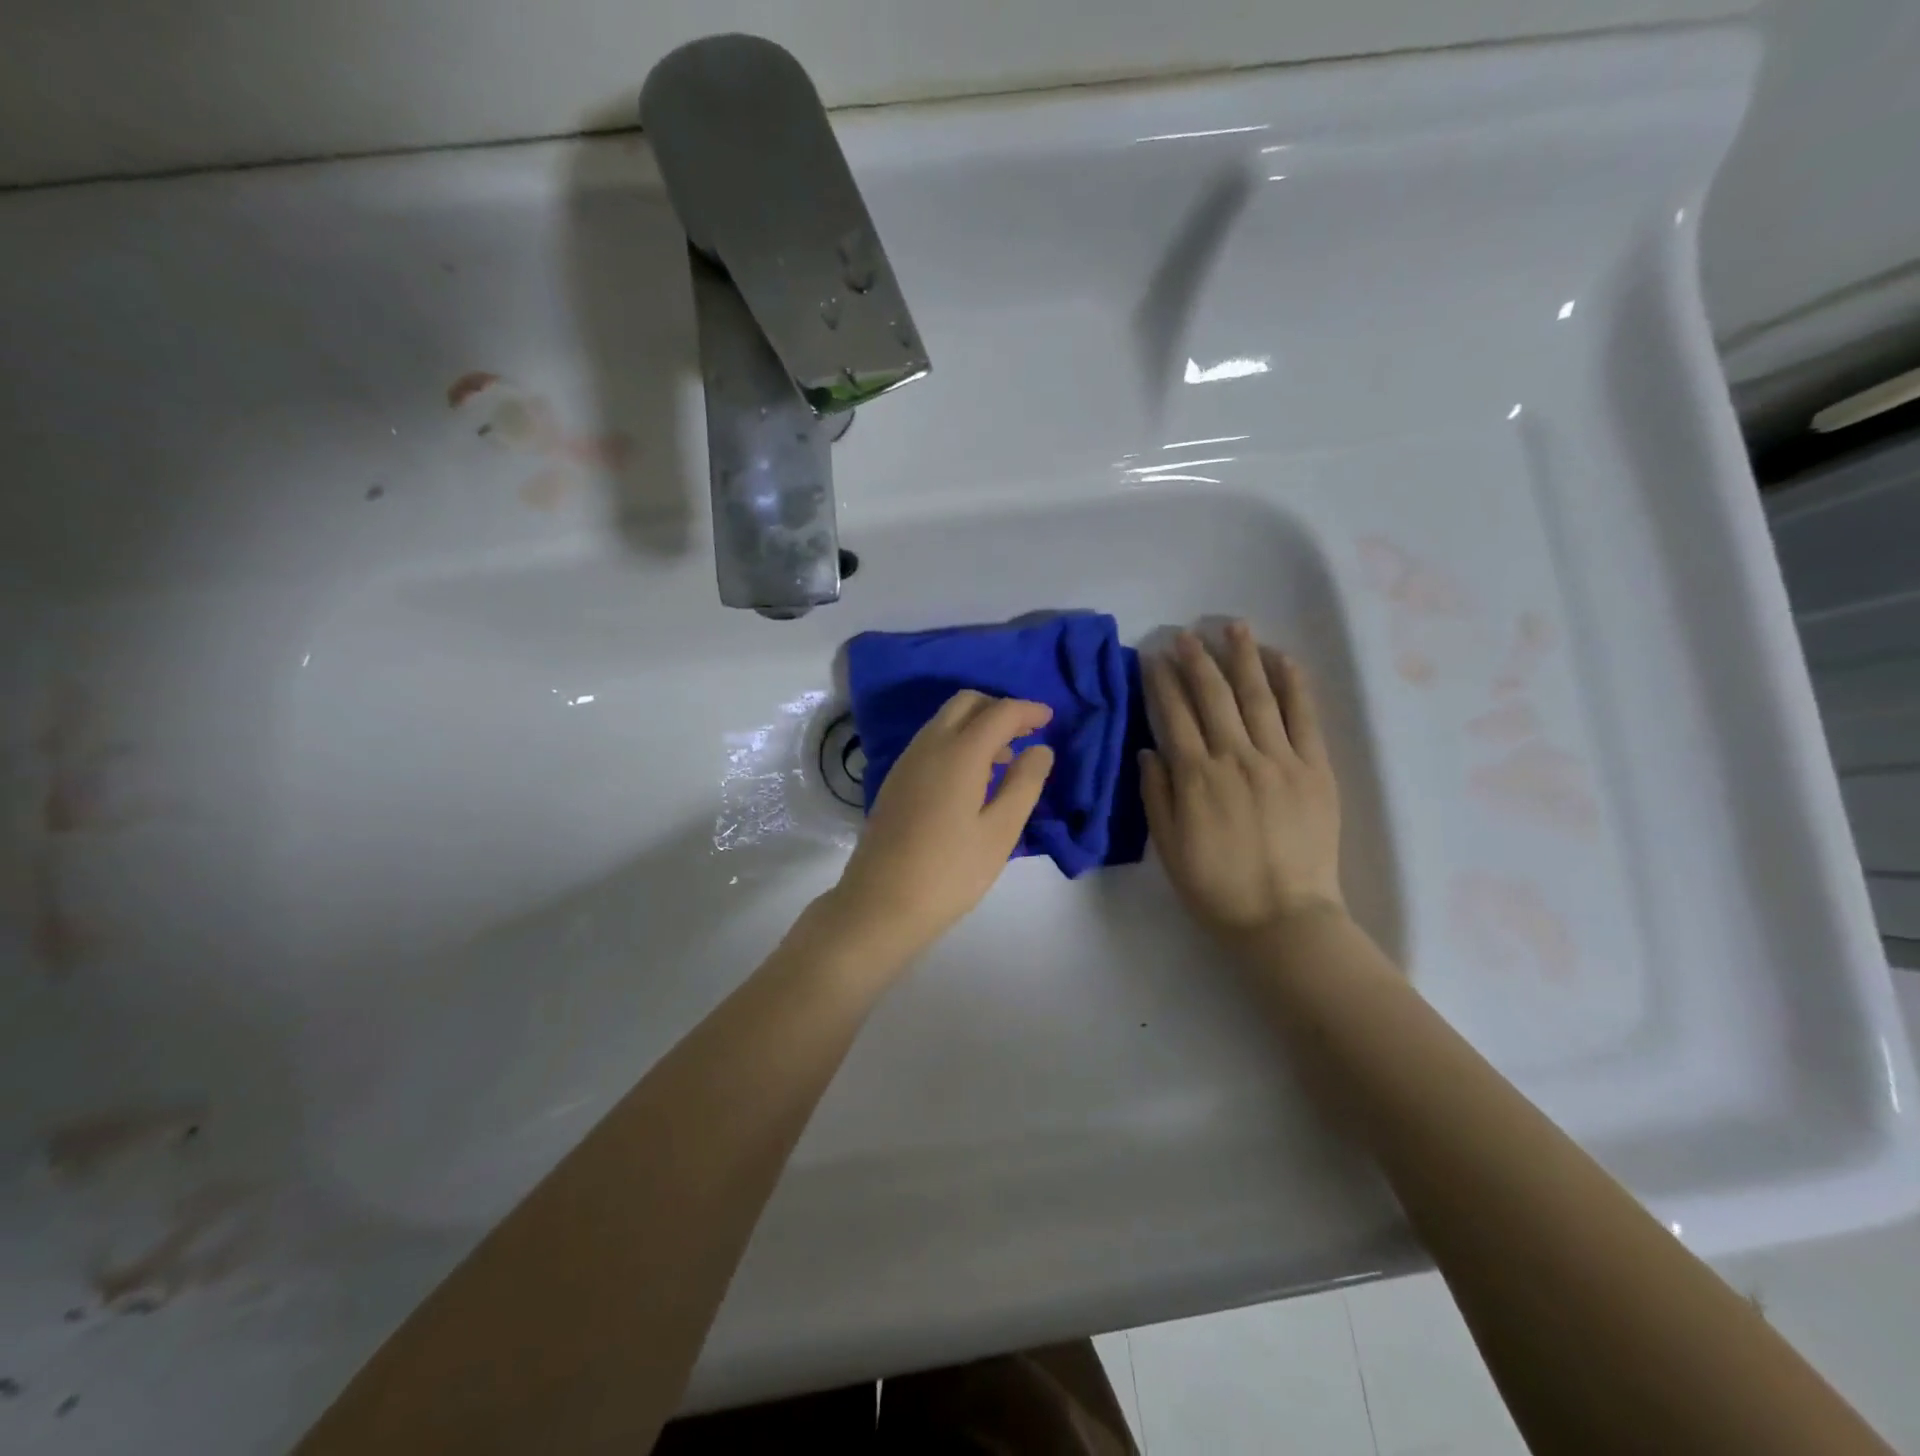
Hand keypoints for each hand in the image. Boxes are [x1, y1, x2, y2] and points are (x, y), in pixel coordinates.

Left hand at [816, 692, 1055, 970]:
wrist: (880, 904)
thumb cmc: (949, 872)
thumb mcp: (1000, 832)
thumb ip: (1024, 784)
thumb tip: (1040, 749)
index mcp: (958, 753)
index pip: (998, 712)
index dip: (1027, 710)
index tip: (1050, 719)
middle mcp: (929, 745)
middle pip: (966, 703)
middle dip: (998, 708)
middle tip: (1026, 732)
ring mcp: (907, 761)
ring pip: (945, 720)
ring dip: (977, 724)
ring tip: (1005, 757)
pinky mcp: (895, 780)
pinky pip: (931, 741)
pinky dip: (957, 741)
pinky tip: (972, 777)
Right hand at [1141, 623, 1344, 941]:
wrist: (1283, 918)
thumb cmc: (1216, 887)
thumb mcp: (1168, 847)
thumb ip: (1156, 794)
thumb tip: (1148, 749)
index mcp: (1196, 777)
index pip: (1175, 716)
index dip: (1162, 683)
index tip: (1154, 657)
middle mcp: (1235, 758)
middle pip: (1213, 697)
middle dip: (1197, 660)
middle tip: (1186, 634)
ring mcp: (1280, 760)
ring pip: (1258, 696)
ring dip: (1243, 658)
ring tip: (1233, 626)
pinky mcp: (1315, 769)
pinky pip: (1304, 717)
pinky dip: (1294, 684)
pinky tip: (1282, 659)